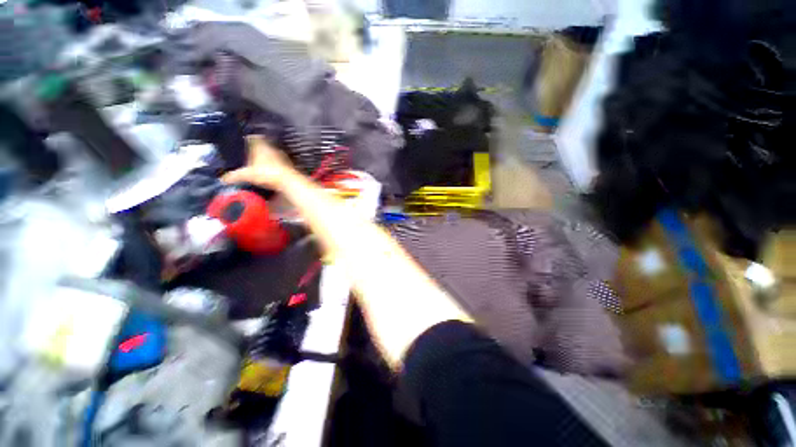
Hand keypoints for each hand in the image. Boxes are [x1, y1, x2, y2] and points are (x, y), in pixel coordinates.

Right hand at [222, 135, 295, 188]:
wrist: (289, 181)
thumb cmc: (266, 173)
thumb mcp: (247, 175)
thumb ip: (234, 176)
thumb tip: (222, 179)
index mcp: (261, 145)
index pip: (253, 137)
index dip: (248, 138)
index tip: (244, 141)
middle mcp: (272, 148)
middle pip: (264, 145)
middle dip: (258, 149)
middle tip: (251, 154)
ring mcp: (283, 156)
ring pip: (273, 153)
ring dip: (268, 157)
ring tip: (261, 163)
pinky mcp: (290, 165)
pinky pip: (280, 162)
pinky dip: (276, 165)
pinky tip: (272, 171)